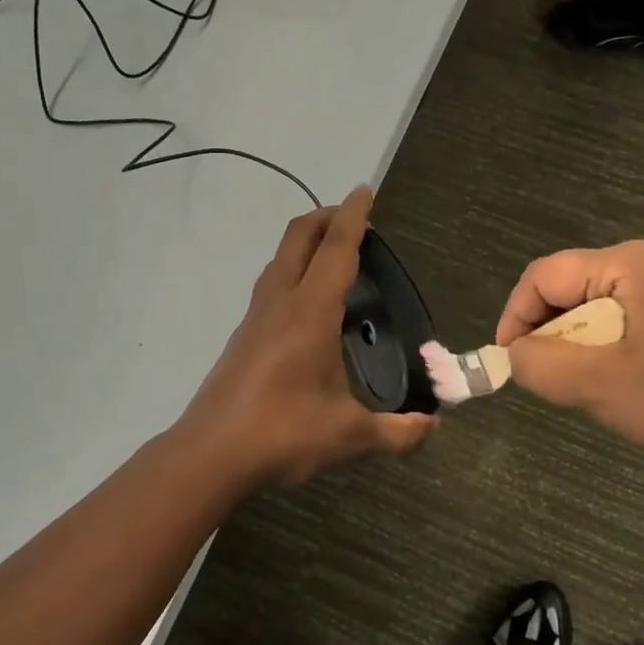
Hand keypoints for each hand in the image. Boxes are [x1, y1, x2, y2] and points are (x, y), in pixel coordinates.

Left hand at [178, 186, 433, 488]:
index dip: (353, 217)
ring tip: (334, 256)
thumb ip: (398, 432)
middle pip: (299, 237)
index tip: (364, 190)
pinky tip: (309, 305)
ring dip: (306, 242)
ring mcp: (256, 316)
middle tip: (354, 218)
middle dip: (326, 217)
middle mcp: (280, 302)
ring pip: (280, 259)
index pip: (336, 249)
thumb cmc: (283, 433)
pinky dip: (293, 271)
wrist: (211, 453)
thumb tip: (432, 427)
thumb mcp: (350, 436)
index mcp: (311, 312)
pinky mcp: (243, 335)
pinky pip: (272, 284)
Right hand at [495, 238, 643, 477]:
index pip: (545, 276)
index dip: (516, 317)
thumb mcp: (600, 386)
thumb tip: (515, 353)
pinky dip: (610, 341)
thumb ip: (540, 364)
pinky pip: (628, 311)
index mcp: (631, 261)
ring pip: (598, 302)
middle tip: (554, 379)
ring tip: (590, 383)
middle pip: (572, 286)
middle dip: (552, 333)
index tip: (510, 363)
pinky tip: (625, 375)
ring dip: (581, 341)